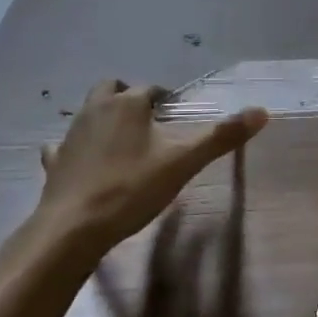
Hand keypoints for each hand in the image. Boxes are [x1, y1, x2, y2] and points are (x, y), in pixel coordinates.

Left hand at [33, 80, 266, 256]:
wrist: (74, 227)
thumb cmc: (132, 188)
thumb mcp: (184, 162)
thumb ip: (222, 137)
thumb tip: (262, 111)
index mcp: (127, 105)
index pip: (150, 90)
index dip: (164, 99)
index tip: (177, 115)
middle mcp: (95, 110)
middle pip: (111, 89)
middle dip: (128, 97)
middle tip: (148, 121)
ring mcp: (70, 136)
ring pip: (87, 114)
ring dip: (104, 120)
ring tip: (124, 143)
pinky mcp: (55, 163)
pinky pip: (64, 147)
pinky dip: (76, 150)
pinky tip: (86, 164)